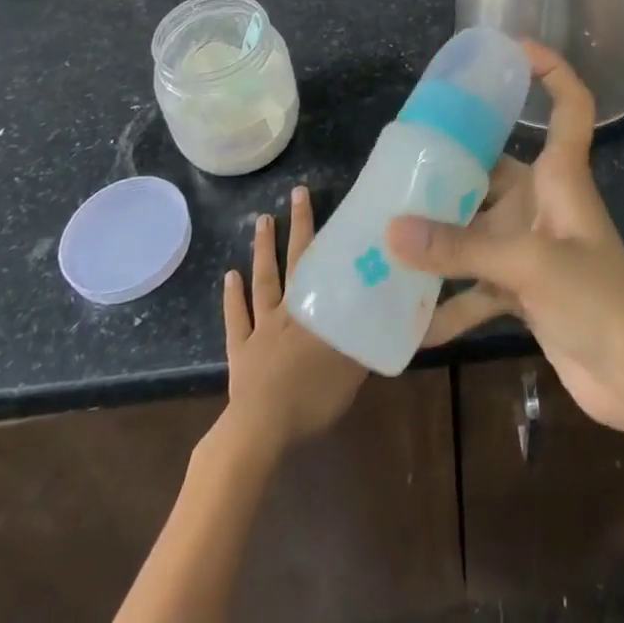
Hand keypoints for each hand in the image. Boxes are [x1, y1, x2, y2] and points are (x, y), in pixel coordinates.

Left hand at [220, 186, 365, 454]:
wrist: (263, 430)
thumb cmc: (312, 396)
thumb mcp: (354, 367)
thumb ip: (369, 336)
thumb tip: (395, 310)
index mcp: (314, 310)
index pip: (320, 261)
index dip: (320, 229)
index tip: (321, 197)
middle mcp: (288, 309)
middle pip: (293, 260)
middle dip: (296, 226)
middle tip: (295, 193)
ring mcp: (260, 328)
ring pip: (263, 280)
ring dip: (262, 250)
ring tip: (262, 220)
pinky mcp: (240, 351)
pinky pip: (235, 318)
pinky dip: (231, 297)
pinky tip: (229, 275)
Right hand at [387, 41, 623, 433]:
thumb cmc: (601, 299)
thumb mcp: (529, 265)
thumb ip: (460, 249)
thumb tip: (392, 230)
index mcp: (561, 175)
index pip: (569, 104)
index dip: (550, 69)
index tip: (510, 47)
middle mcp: (543, 202)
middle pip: (494, 168)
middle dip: (450, 166)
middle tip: (398, 163)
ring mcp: (531, 248)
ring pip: (476, 228)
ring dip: (439, 238)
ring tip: (385, 235)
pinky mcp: (523, 291)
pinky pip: (474, 287)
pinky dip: (447, 302)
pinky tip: (407, 321)